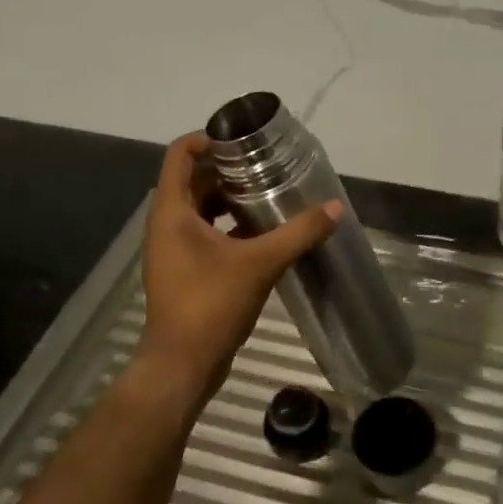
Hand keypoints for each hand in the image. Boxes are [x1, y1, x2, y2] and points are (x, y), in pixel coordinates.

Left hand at [135, 132, 340, 408]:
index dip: (210, 138)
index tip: (245, 141)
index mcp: (172, 211)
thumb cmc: (210, 304)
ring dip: (231, 199)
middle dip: (229, 170)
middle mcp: (167, 223)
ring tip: (270, 195)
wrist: (182, 365)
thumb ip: (299, 233)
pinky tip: (264, 233)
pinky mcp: (184, 270)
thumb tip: (336, 209)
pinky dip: (231, 227)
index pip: (181, 154)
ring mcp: (174, 249)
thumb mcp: (260, 263)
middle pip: (194, 179)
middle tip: (268, 166)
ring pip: (201, 209)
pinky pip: (206, 234)